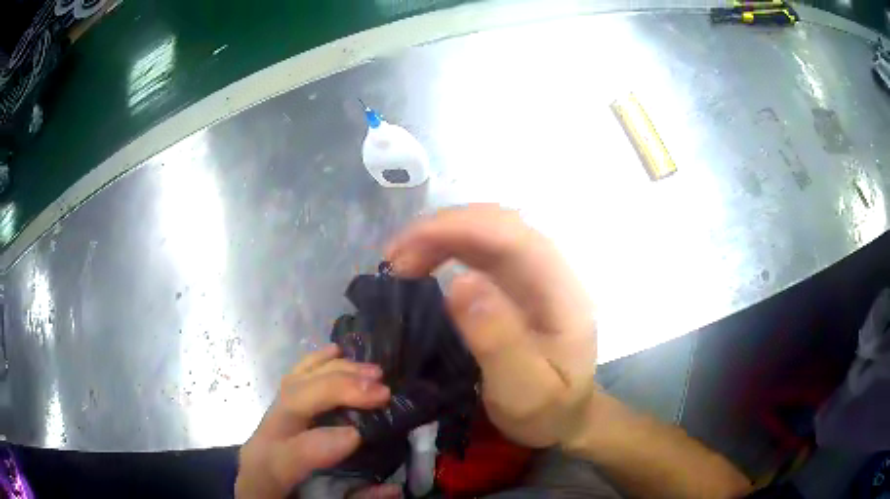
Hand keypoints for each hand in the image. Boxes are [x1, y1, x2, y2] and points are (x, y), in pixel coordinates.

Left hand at [236, 345, 391, 498]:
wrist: (257, 494)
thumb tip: (395, 488)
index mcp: (267, 474)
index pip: (288, 455)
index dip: (322, 442)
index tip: (361, 435)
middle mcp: (262, 441)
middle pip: (291, 404)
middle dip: (336, 390)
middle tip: (382, 391)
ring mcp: (266, 421)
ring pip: (293, 384)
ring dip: (334, 371)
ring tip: (371, 371)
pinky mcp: (274, 412)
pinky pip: (292, 380)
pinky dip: (315, 362)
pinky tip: (337, 352)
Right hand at [386, 204, 596, 447]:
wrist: (566, 416)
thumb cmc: (549, 410)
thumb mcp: (525, 391)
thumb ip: (498, 342)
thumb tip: (458, 283)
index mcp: (561, 294)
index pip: (512, 237)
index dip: (457, 228)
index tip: (405, 248)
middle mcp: (550, 273)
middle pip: (497, 224)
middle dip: (441, 229)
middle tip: (394, 260)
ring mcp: (534, 275)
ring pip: (486, 231)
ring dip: (440, 236)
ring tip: (400, 263)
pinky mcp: (517, 283)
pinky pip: (480, 250)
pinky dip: (446, 248)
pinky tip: (423, 264)